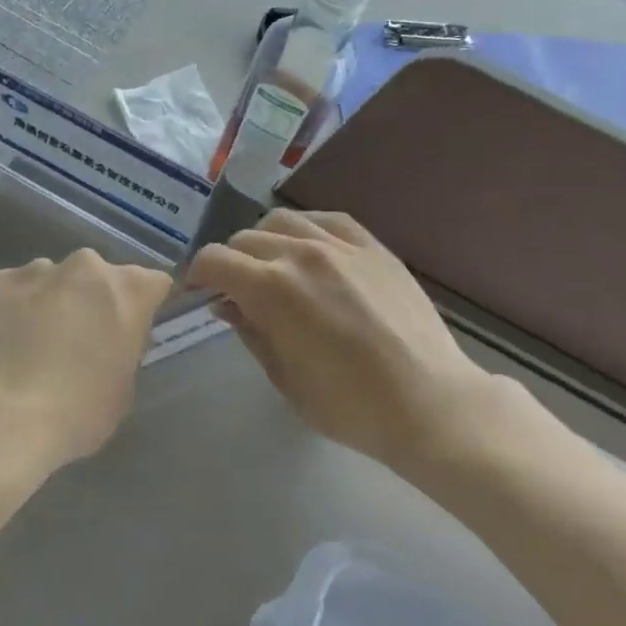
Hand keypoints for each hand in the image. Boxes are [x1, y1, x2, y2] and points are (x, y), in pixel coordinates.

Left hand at [0, 249, 171, 477]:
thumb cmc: (77, 413)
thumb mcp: (123, 388)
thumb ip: (125, 350)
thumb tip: (112, 342)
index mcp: (129, 290)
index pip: (153, 283)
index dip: (145, 306)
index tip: (134, 331)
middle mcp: (86, 267)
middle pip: (99, 276)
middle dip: (94, 300)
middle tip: (82, 340)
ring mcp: (37, 270)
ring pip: (54, 279)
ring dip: (54, 301)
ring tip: (36, 343)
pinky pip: (16, 289)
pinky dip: (16, 307)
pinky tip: (6, 341)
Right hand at [185, 209, 496, 473]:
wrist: (428, 403)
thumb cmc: (348, 405)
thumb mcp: (284, 377)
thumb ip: (251, 331)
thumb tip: (228, 303)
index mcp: (271, 288)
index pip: (215, 260)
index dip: (197, 274)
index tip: (199, 292)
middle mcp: (301, 253)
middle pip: (245, 239)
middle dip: (229, 262)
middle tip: (235, 290)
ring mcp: (341, 245)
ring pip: (282, 221)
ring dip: (264, 241)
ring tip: (271, 266)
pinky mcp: (373, 247)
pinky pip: (328, 220)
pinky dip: (306, 229)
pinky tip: (308, 248)